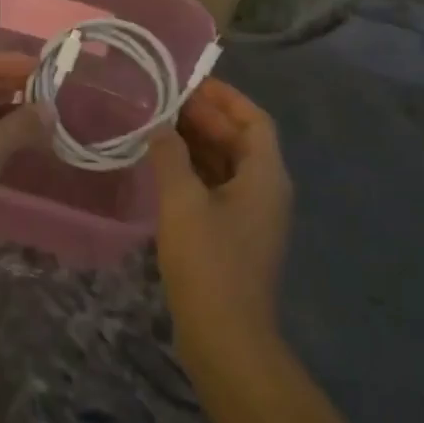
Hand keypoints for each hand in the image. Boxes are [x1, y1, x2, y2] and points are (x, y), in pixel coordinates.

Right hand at [151, 78, 290, 348]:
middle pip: (239, 140)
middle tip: (164, 101)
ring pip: (226, 164)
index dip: (225, 97)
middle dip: (205, 118)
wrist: (226, 340)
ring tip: (157, 125)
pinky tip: (162, 167)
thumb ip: (170, 155)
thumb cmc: (209, 263)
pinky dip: (193, 171)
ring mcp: (251, 216)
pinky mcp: (234, 236)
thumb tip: (159, 126)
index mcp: (266, 175)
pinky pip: (216, 188)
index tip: (190, 82)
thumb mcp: (183, 201)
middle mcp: (265, 190)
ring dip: (197, 144)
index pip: (253, 119)